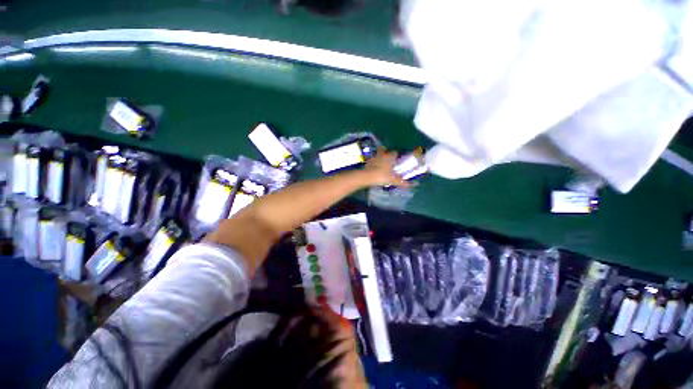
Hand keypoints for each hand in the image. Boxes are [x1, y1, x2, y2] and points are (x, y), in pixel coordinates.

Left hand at [361, 148, 410, 187]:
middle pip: (383, 149)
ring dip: (378, 157)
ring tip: (379, 164)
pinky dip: (372, 163)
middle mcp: (381, 155)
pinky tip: (373, 168)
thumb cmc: (382, 176)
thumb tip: (413, 185)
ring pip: (376, 154)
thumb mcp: (393, 180)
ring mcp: (373, 157)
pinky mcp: (367, 162)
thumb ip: (402, 182)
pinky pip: (371, 160)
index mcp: (389, 157)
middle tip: (387, 159)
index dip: (395, 155)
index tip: (396, 160)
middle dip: (385, 152)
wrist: (367, 177)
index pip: (394, 152)